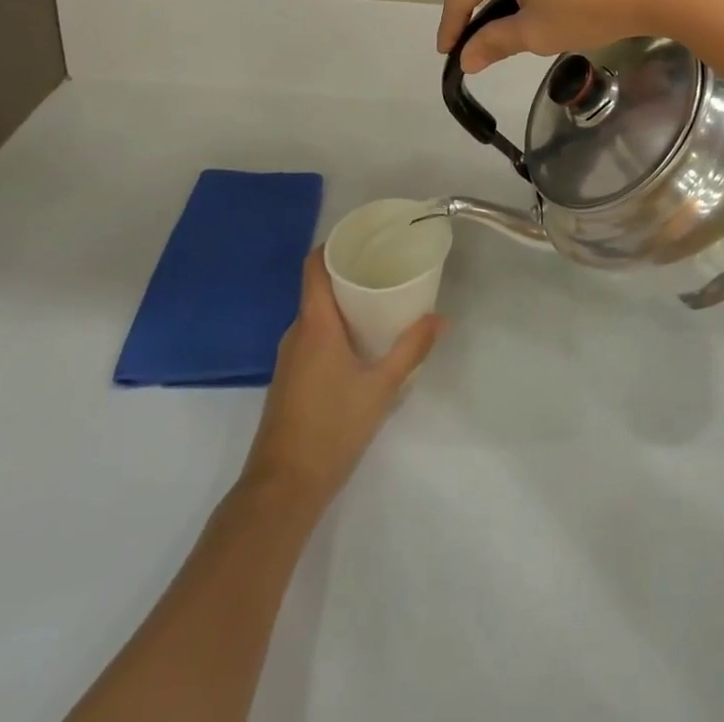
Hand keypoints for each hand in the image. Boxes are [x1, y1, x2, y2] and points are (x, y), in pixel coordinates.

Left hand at [242, 250, 442, 507]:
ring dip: (345, 303)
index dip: (334, 243)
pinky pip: (314, 336)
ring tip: (382, 300)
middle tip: (387, 265)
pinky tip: (364, 341)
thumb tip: (440, 318)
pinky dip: (337, 327)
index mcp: (315, 324)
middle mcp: (297, 332)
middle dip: (351, 272)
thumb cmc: (332, 428)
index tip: (364, 235)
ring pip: (318, 314)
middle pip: (319, 287)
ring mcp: (290, 357)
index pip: (314, 266)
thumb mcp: (381, 387)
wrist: (282, 489)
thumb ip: (411, 349)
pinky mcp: (291, 378)